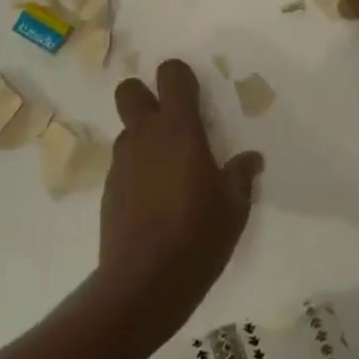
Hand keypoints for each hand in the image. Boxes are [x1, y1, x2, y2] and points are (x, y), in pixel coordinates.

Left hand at [98, 60, 263, 325]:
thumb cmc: (198, 235)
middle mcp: (145, 135)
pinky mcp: (108, 190)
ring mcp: (122, 162)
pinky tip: (153, 201)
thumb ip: (241, 175)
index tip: (196, 96)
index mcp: (179, 128)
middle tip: (170, 122)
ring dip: (143, 138)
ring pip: (127, 130)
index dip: (181, 77)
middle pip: (129, 90)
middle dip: (145, 96)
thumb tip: (251, 159)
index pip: (171, 74)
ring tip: (167, 171)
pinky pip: (123, 164)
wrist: (145, 284)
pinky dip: (136, 170)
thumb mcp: (234, 206)